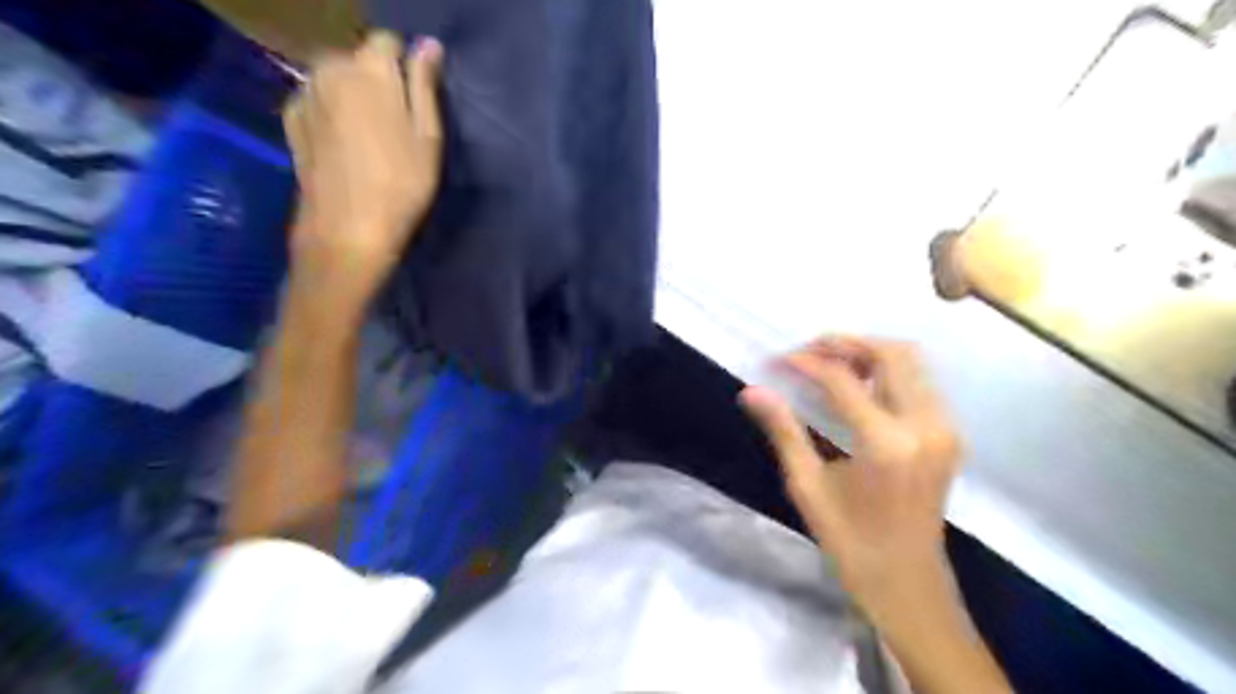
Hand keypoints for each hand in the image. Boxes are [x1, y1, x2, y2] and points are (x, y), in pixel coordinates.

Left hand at [281, 30, 445, 314]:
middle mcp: (330, 69)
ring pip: (334, 77)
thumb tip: (429, 45)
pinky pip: (316, 99)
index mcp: (369, 70)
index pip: (388, 41)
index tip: (416, 98)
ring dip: (352, 94)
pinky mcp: (291, 119)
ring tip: (369, 135)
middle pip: (357, 57)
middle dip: (376, 78)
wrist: (348, 229)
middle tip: (396, 123)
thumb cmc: (401, 187)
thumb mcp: (428, 138)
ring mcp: (305, 94)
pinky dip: (331, 110)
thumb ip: (424, 86)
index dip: (405, 64)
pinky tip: (344, 143)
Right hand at [736, 339, 960, 626]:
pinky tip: (859, 386)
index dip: (805, 363)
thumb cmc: (849, 540)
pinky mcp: (949, 435)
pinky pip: (920, 382)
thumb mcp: (808, 486)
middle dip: (846, 343)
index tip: (777, 361)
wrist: (907, 582)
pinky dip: (888, 371)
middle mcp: (924, 426)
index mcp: (885, 443)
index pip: (841, 380)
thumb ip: (783, 430)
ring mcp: (944, 429)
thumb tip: (751, 391)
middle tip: (808, 352)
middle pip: (891, 354)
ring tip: (830, 364)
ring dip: (869, 353)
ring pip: (911, 363)